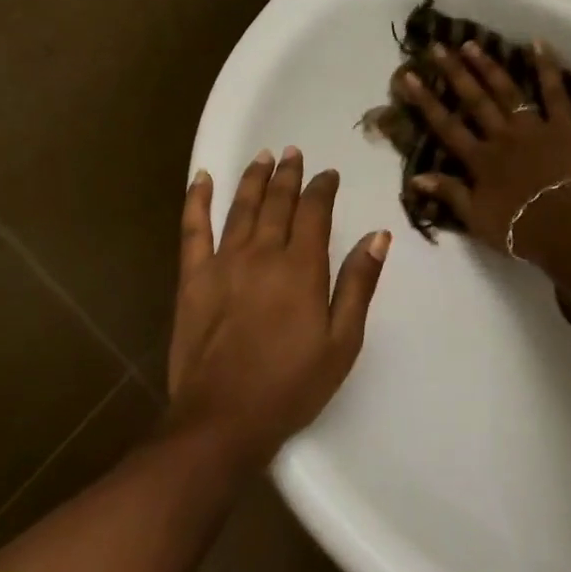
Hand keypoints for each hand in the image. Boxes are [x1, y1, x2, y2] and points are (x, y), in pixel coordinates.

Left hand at [167, 148, 390, 462]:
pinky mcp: (193, 278)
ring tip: (263, 156)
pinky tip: (201, 179)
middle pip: (277, 202)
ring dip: (253, 178)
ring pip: (240, 207)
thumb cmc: (292, 385)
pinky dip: (196, 200)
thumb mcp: (342, 342)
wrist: (224, 417)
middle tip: (293, 153)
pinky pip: (193, 229)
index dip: (322, 189)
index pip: (315, 212)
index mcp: (302, 268)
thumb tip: (378, 237)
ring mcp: (223, 262)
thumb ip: (358, 285)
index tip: (328, 175)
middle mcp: (263, 253)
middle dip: (288, 175)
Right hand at [397, 39, 570, 260]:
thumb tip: (416, 177)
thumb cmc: (519, 229)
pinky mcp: (565, 127)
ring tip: (472, 44)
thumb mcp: (476, 218)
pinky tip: (538, 43)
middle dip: (454, 73)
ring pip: (507, 91)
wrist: (568, 227)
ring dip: (489, 67)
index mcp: (480, 160)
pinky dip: (547, 67)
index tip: (408, 76)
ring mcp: (534, 128)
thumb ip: (449, 193)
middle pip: (474, 101)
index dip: (426, 101)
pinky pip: (555, 92)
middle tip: (438, 47)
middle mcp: (502, 136)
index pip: (447, 126)